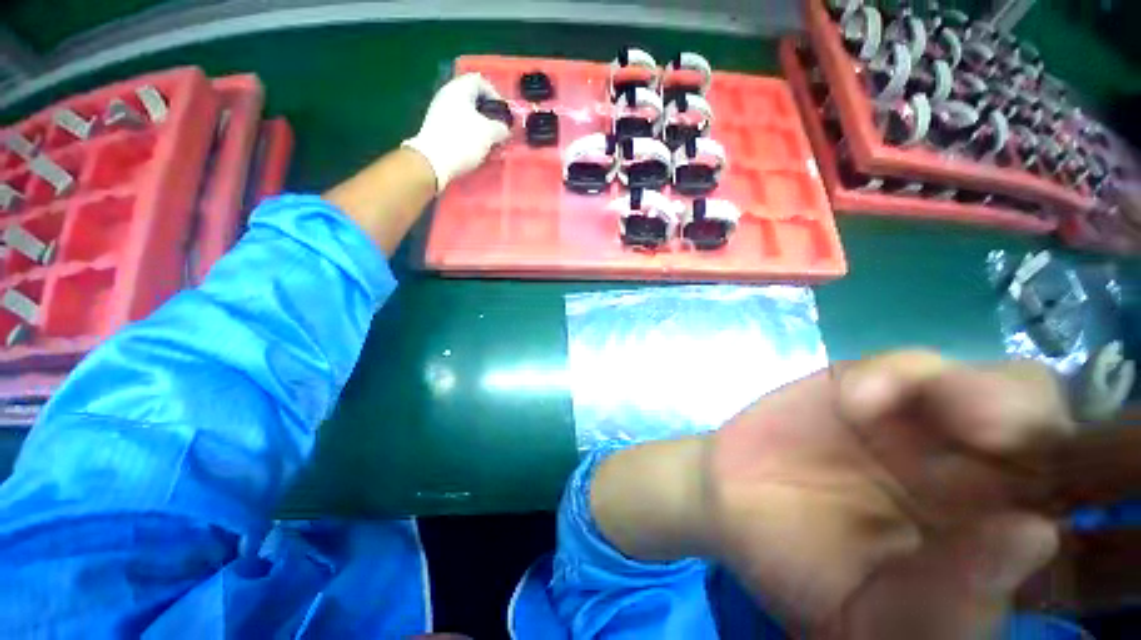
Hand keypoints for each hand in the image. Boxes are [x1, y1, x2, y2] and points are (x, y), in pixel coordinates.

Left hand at [402, 73, 510, 190]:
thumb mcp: (490, 133)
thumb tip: (504, 129)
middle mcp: (447, 95)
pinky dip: (470, 134)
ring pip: (467, 114)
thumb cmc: (463, 141)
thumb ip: (501, 127)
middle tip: (499, 130)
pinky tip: (477, 148)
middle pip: (473, 99)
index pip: (481, 81)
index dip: (496, 96)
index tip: (504, 115)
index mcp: (459, 88)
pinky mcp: (437, 129)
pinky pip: (459, 126)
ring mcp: (440, 112)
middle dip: (489, 115)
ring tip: (490, 143)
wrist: (433, 162)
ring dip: (481, 127)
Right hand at [703, 351, 1072, 637]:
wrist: (734, 508)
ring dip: (995, 394)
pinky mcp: (863, 387)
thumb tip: (1031, 540)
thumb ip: (951, 609)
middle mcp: (981, 478)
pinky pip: (905, 368)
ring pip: (1004, 385)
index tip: (1099, 512)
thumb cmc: (806, 575)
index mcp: (996, 543)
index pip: (1088, 526)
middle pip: (1062, 435)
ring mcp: (922, 424)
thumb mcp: (877, 625)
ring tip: (967, 420)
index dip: (1107, 511)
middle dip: (1061, 431)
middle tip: (1012, 444)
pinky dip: (895, 378)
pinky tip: (860, 403)